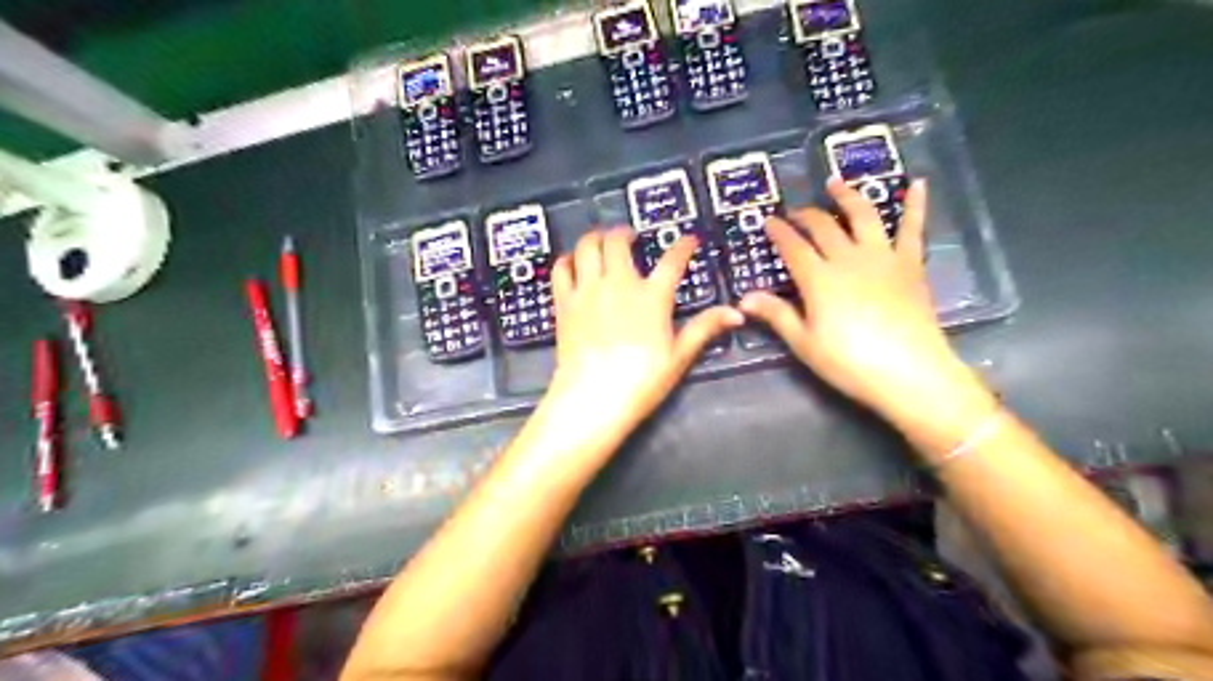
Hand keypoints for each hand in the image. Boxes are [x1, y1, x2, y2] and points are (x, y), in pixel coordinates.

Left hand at [545, 227, 743, 445]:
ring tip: (602, 242)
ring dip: (595, 238)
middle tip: (630, 237)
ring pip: (587, 247)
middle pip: (617, 241)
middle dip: (625, 232)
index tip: (688, 239)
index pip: (672, 261)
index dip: (683, 246)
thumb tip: (736, 313)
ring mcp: (588, 290)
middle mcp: (618, 283)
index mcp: (652, 296)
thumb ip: (705, 328)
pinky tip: (573, 263)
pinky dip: (568, 260)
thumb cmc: (642, 379)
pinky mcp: (565, 302)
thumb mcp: (679, 355)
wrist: (594, 396)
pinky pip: (561, 269)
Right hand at [740, 179, 983, 429]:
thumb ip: (776, 315)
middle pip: (823, 227)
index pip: (793, 246)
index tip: (768, 221)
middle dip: (805, 215)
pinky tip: (917, 184)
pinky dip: (915, 205)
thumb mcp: (804, 343)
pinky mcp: (910, 264)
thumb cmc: (849, 363)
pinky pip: (913, 228)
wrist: (909, 373)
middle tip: (795, 211)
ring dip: (847, 196)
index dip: (778, 232)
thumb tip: (743, 298)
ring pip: (862, 215)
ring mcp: (882, 257)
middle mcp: (848, 258)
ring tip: (836, 182)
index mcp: (819, 279)